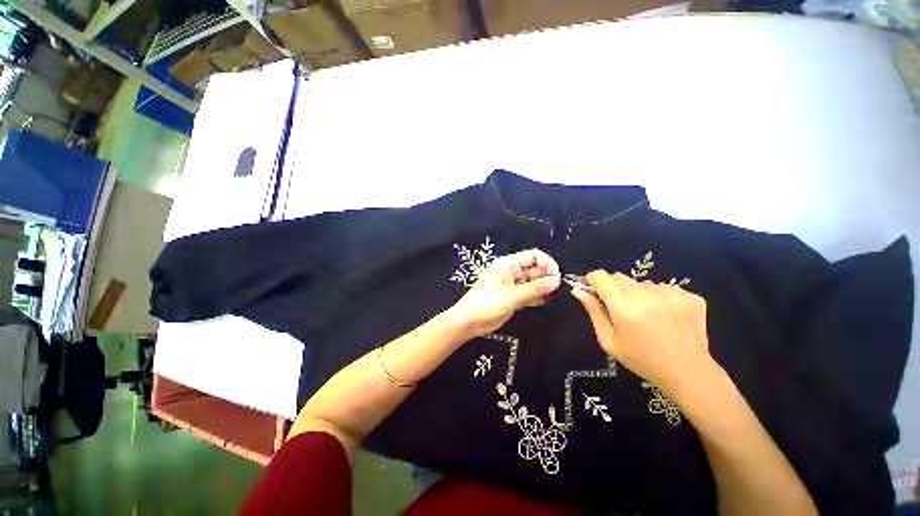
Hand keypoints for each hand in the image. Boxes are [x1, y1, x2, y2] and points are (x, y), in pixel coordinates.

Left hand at [450, 249, 560, 337]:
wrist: (469, 322)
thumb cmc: (487, 303)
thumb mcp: (511, 295)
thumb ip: (534, 288)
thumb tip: (557, 280)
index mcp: (508, 264)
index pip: (533, 256)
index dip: (547, 263)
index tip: (558, 276)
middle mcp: (512, 272)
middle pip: (535, 268)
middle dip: (547, 276)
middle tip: (559, 288)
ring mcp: (513, 285)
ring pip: (534, 282)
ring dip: (544, 287)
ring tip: (556, 295)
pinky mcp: (514, 298)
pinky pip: (530, 293)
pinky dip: (538, 296)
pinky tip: (547, 302)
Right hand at [570, 271, 713, 395]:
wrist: (688, 372)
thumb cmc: (641, 359)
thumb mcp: (608, 340)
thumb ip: (593, 312)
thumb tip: (578, 291)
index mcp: (625, 308)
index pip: (601, 276)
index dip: (593, 280)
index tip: (594, 289)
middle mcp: (648, 296)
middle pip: (620, 277)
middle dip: (614, 289)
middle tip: (621, 309)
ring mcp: (672, 294)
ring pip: (642, 283)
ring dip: (638, 294)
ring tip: (647, 315)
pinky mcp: (691, 296)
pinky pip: (663, 288)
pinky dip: (659, 297)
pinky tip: (665, 316)